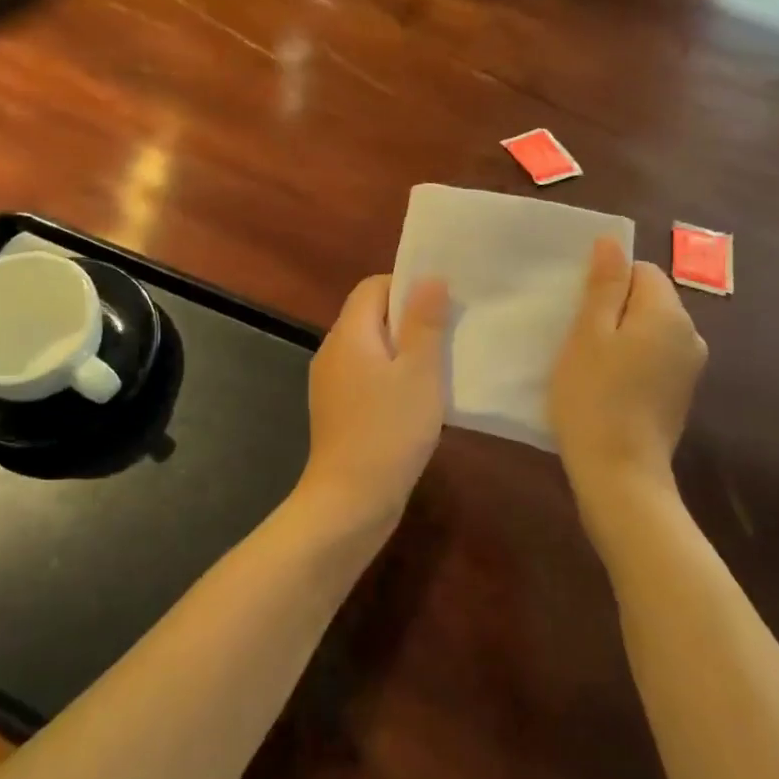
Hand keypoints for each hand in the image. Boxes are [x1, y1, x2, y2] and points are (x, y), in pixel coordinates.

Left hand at [298, 274, 449, 541]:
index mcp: (349, 333)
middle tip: (448, 334)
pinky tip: (416, 399)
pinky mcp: (336, 410)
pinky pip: (365, 376)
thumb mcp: (419, 372)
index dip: (407, 286)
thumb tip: (429, 277)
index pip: (373, 286)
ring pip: (370, 348)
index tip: (441, 305)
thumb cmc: (389, 431)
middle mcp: (332, 351)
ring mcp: (330, 383)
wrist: (350, 501)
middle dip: (409, 319)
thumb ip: (424, 322)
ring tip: (439, 366)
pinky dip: (390, 376)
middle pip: (370, 315)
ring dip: (402, 350)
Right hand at [549, 238, 706, 532]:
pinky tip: (609, 387)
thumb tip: (612, 242)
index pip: (642, 271)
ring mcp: (690, 368)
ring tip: (589, 364)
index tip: (580, 311)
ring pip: (651, 330)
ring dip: (622, 337)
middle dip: (615, 309)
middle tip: (578, 338)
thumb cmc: (594, 397)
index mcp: (668, 314)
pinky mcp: (681, 394)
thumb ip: (604, 286)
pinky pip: (656, 358)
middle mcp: (691, 335)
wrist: (620, 473)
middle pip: (650, 300)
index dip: (608, 283)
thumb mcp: (588, 334)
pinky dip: (633, 362)